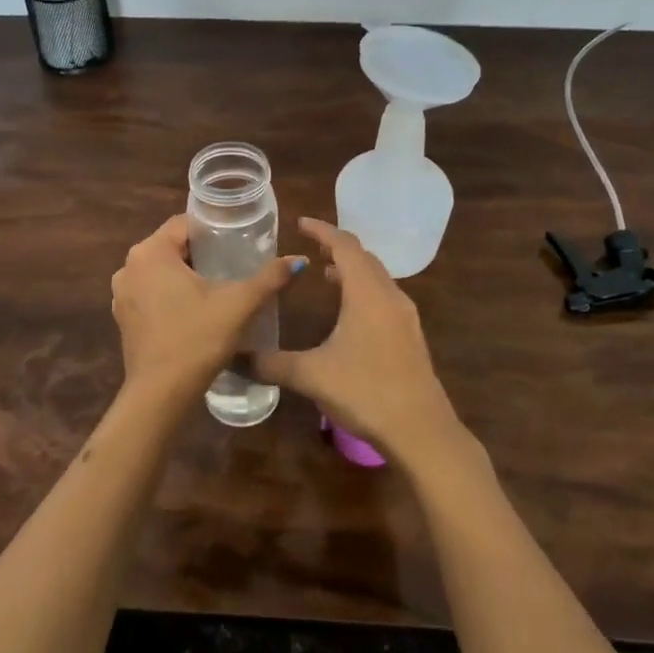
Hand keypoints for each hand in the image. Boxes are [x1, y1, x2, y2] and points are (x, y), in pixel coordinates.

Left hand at [110, 215, 305, 410]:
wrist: (161, 395)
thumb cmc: (197, 339)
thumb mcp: (239, 304)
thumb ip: (270, 278)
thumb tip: (300, 260)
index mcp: (151, 252)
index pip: (184, 223)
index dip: (213, 228)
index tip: (238, 238)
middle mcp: (129, 266)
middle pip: (172, 246)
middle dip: (202, 251)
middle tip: (235, 261)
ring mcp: (122, 294)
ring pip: (161, 270)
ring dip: (186, 274)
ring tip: (219, 284)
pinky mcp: (124, 318)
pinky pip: (151, 292)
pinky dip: (171, 294)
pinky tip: (196, 309)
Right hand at [257, 219, 467, 467]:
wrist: (421, 430)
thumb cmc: (365, 391)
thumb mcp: (312, 375)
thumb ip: (271, 363)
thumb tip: (233, 357)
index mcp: (367, 293)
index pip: (344, 246)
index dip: (322, 231)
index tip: (300, 222)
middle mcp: (389, 296)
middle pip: (364, 258)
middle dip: (337, 248)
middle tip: (310, 247)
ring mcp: (404, 316)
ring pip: (377, 278)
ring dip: (352, 270)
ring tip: (326, 274)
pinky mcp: (410, 336)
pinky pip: (384, 297)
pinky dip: (363, 291)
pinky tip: (349, 313)